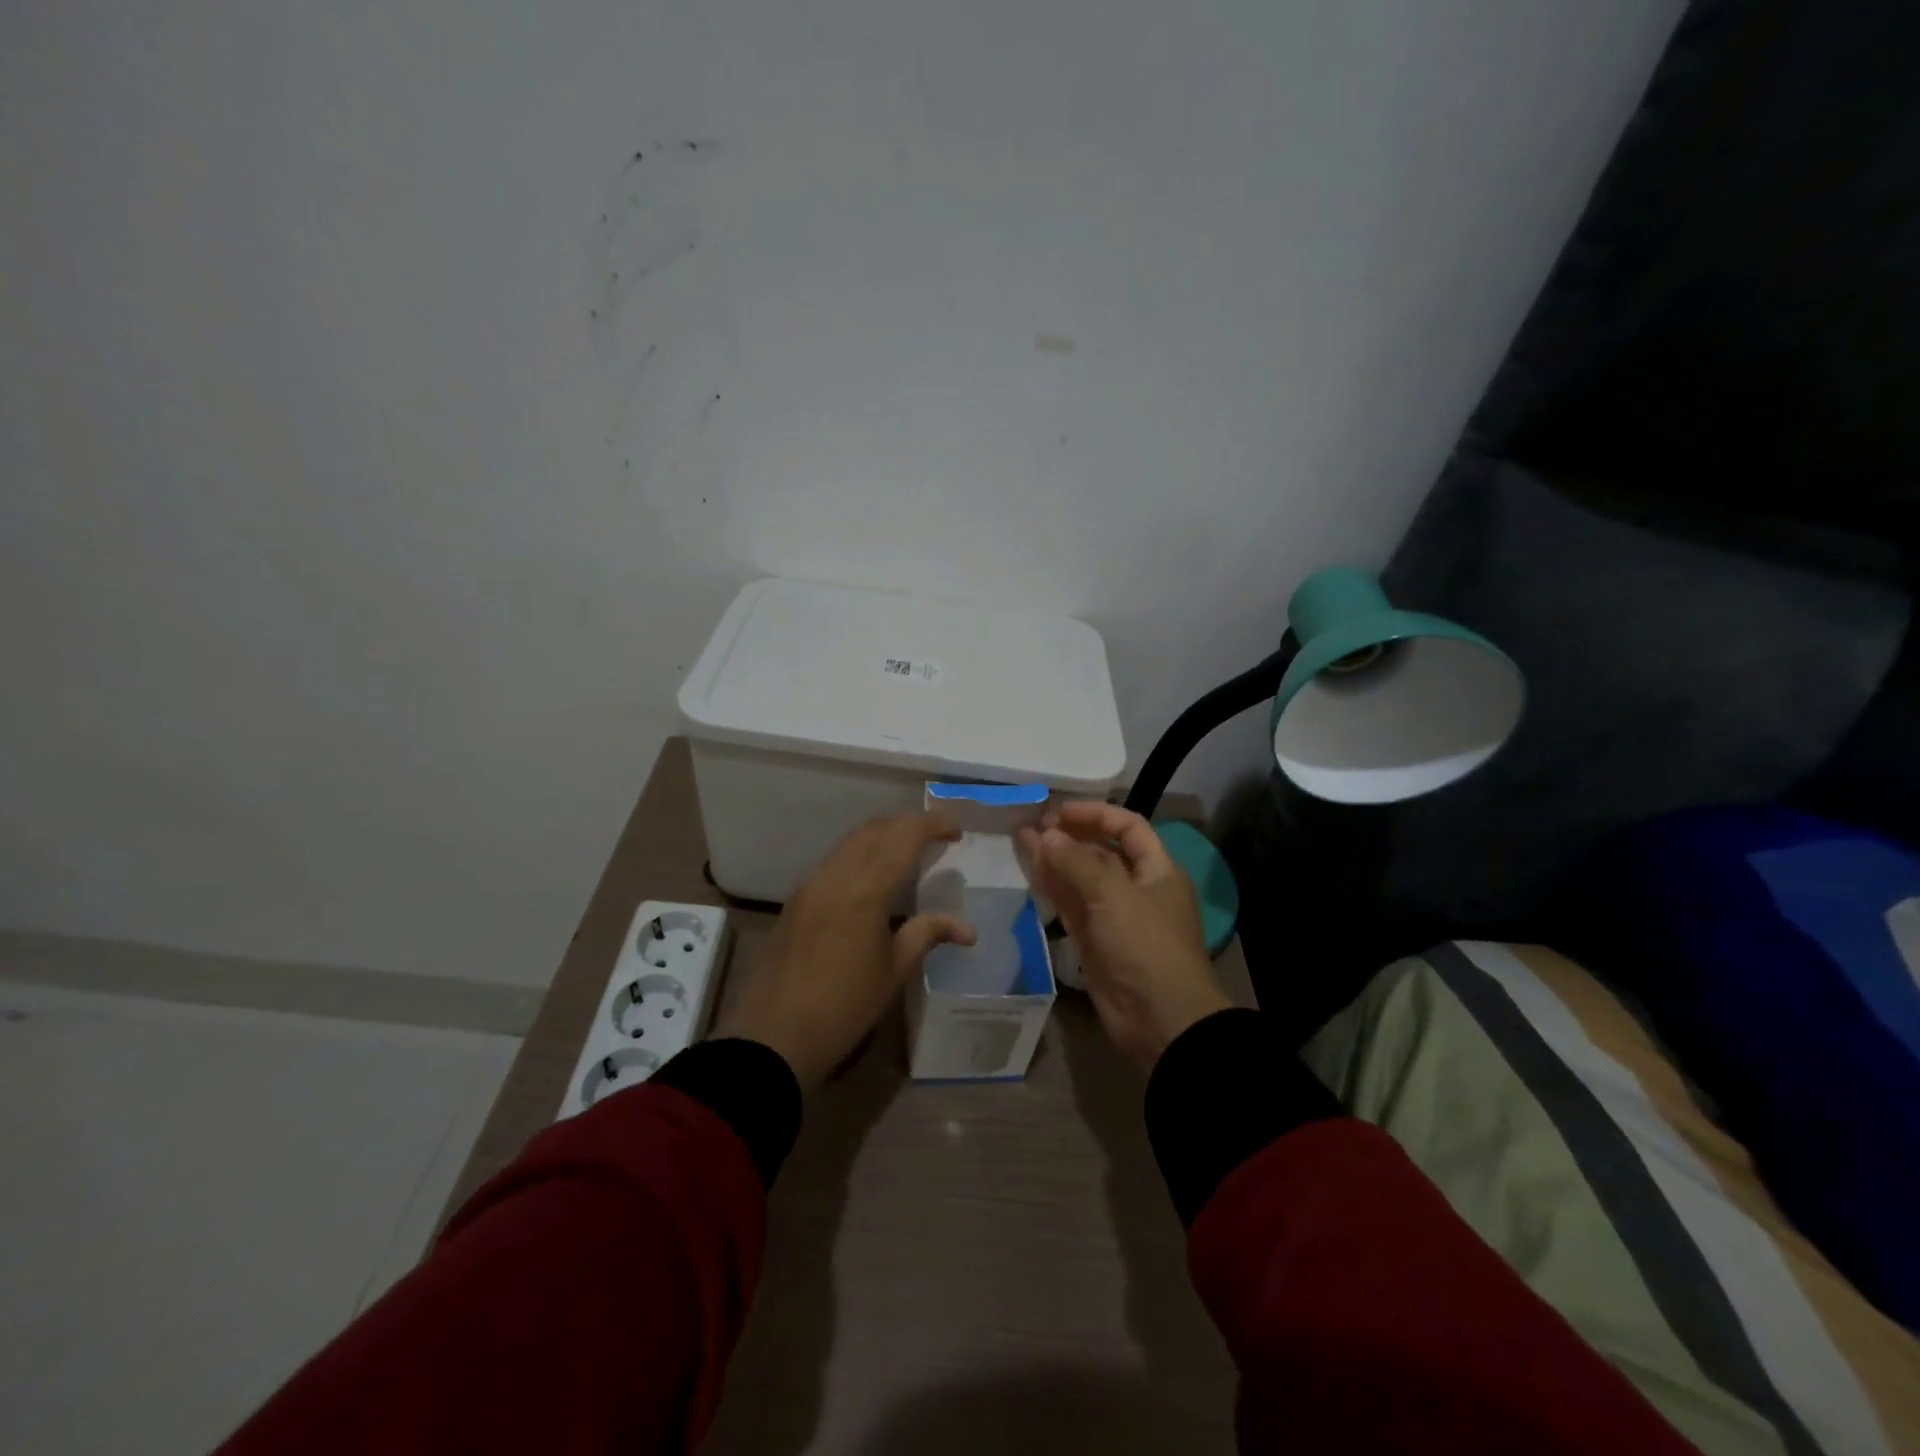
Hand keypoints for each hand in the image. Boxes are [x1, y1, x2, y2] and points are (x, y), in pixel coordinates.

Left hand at [717, 812, 974, 1090]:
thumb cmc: (843, 1007)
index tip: (956, 830)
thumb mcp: (893, 972)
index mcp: (865, 889)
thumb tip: (969, 928)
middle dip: (908, 824)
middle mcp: (835, 875)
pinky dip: (861, 853)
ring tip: (908, 852)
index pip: (903, 836)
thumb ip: (927, 934)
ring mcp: (811, 884)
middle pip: (874, 828)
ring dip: (882, 835)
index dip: (933, 824)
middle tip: (936, 837)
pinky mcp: (797, 899)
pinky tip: (873, 877)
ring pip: (851, 841)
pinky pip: (834, 860)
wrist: (773, 1036)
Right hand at [1020, 802, 1230, 1069]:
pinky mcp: (1094, 941)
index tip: (1059, 811)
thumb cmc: (1145, 945)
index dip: (1095, 814)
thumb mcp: (1113, 895)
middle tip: (1033, 824)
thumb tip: (1045, 834)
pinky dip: (1051, 887)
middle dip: (1069, 836)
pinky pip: (1070, 905)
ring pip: (1080, 878)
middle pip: (1101, 851)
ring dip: (1054, 858)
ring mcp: (1113, 916)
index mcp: (1157, 870)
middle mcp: (1136, 888)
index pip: (1128, 827)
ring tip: (1021, 839)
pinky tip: (1030, 870)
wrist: (1160, 1019)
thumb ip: (1076, 862)